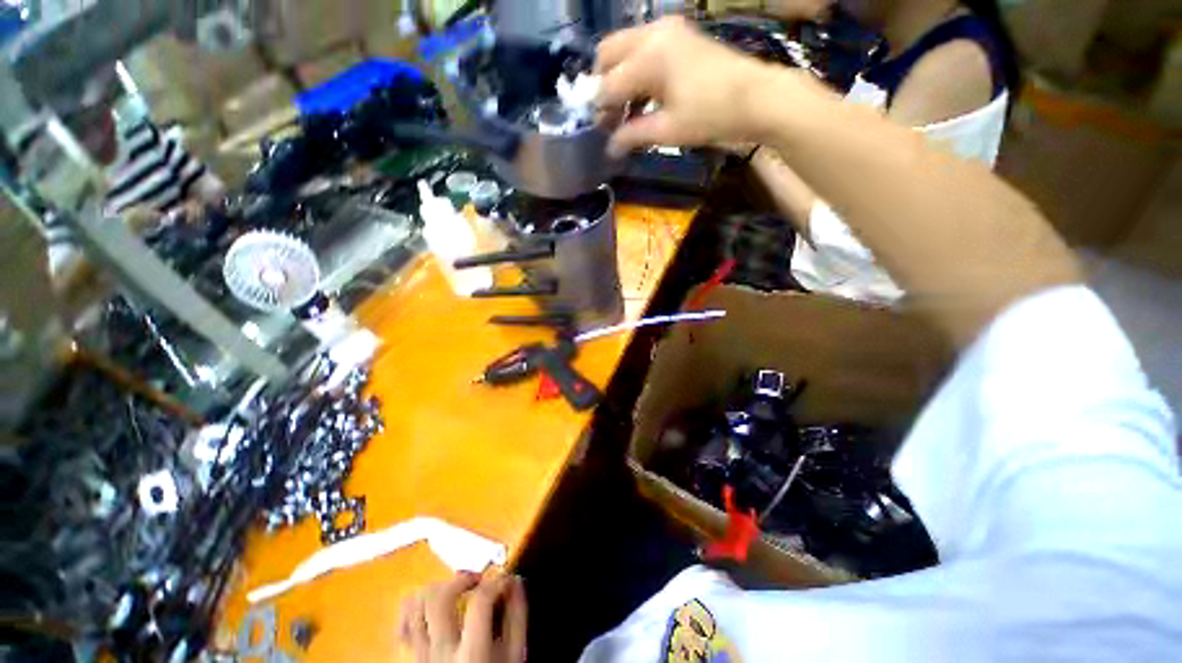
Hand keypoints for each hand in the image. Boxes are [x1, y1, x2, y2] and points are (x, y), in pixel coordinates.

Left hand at [399, 572, 526, 662]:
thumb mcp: (515, 656)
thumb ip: (517, 617)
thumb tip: (514, 580)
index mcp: (472, 655)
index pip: (480, 602)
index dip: (496, 582)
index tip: (505, 581)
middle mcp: (440, 654)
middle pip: (439, 599)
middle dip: (461, 579)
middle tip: (478, 580)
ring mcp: (420, 657)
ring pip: (414, 607)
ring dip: (438, 589)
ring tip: (456, 591)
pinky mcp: (409, 659)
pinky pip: (403, 625)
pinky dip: (416, 609)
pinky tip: (433, 610)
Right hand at [595, 17, 773, 155]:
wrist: (758, 97)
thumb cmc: (711, 115)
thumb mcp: (668, 130)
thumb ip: (633, 135)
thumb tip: (610, 147)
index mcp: (648, 57)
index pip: (608, 84)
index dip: (599, 110)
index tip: (599, 131)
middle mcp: (653, 33)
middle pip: (608, 52)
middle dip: (602, 83)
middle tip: (608, 114)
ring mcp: (668, 30)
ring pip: (625, 48)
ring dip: (619, 76)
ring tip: (624, 110)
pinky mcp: (680, 35)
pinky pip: (644, 47)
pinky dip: (636, 70)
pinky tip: (643, 96)